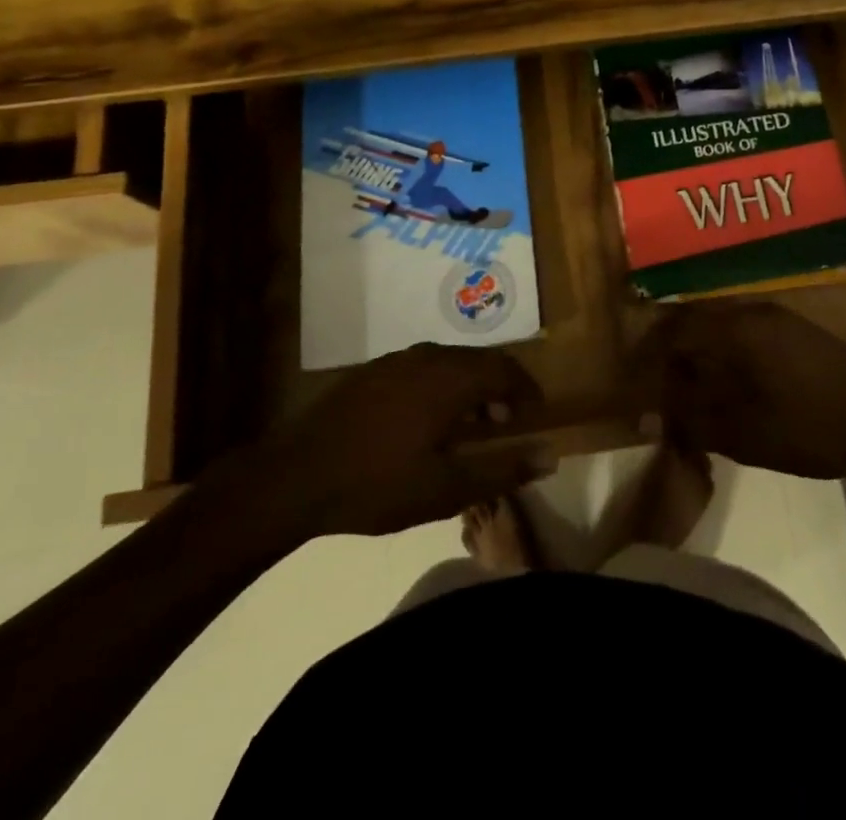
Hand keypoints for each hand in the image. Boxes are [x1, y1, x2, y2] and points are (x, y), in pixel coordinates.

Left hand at [202, 344, 556, 542]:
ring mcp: (396, 360)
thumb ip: (502, 470)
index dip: (526, 390)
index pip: (506, 369)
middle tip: (506, 422)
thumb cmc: (378, 484)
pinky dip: (442, 383)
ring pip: (450, 360)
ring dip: (470, 384)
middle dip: (501, 386)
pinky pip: (424, 365)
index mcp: (451, 378)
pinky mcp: (373, 370)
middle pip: (480, 360)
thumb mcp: (446, 489)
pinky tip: (427, 418)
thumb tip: (550, 456)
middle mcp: (428, 356)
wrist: (295, 477)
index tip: (534, 415)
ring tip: (470, 422)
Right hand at [629, 302, 845, 482]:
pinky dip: (724, 353)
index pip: (674, 332)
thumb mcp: (742, 433)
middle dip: (671, 352)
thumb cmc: (809, 428)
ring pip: (720, 326)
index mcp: (735, 329)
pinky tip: (728, 384)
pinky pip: (743, 332)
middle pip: (695, 322)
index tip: (638, 387)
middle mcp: (751, 312)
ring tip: (689, 390)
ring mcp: (777, 318)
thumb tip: (645, 416)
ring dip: (699, 353)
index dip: (650, 358)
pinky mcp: (796, 331)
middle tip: (659, 388)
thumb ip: (690, 420)